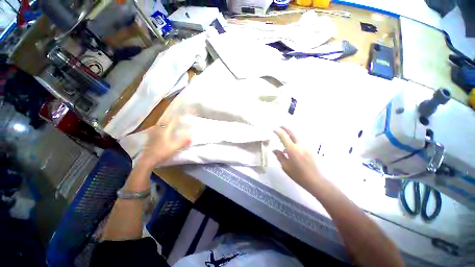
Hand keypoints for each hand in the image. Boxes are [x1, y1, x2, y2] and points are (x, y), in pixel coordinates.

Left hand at [138, 115, 190, 169]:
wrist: (148, 159)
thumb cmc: (162, 152)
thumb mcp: (174, 148)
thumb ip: (183, 142)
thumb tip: (191, 137)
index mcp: (165, 131)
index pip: (171, 121)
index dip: (176, 117)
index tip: (180, 114)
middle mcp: (158, 130)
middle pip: (164, 120)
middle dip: (169, 117)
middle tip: (174, 114)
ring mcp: (153, 133)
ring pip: (158, 123)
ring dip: (163, 120)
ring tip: (167, 118)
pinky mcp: (150, 137)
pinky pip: (155, 128)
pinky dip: (158, 125)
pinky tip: (158, 127)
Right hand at [273, 126, 321, 187]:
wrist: (315, 180)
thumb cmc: (298, 175)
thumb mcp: (285, 166)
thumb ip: (279, 156)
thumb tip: (274, 150)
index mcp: (292, 149)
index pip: (283, 136)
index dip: (278, 131)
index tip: (273, 130)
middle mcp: (300, 145)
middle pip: (292, 132)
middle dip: (285, 128)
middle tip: (280, 126)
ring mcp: (306, 146)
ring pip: (297, 135)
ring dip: (290, 133)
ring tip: (285, 135)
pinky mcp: (309, 149)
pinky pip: (300, 140)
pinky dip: (294, 139)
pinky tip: (292, 145)